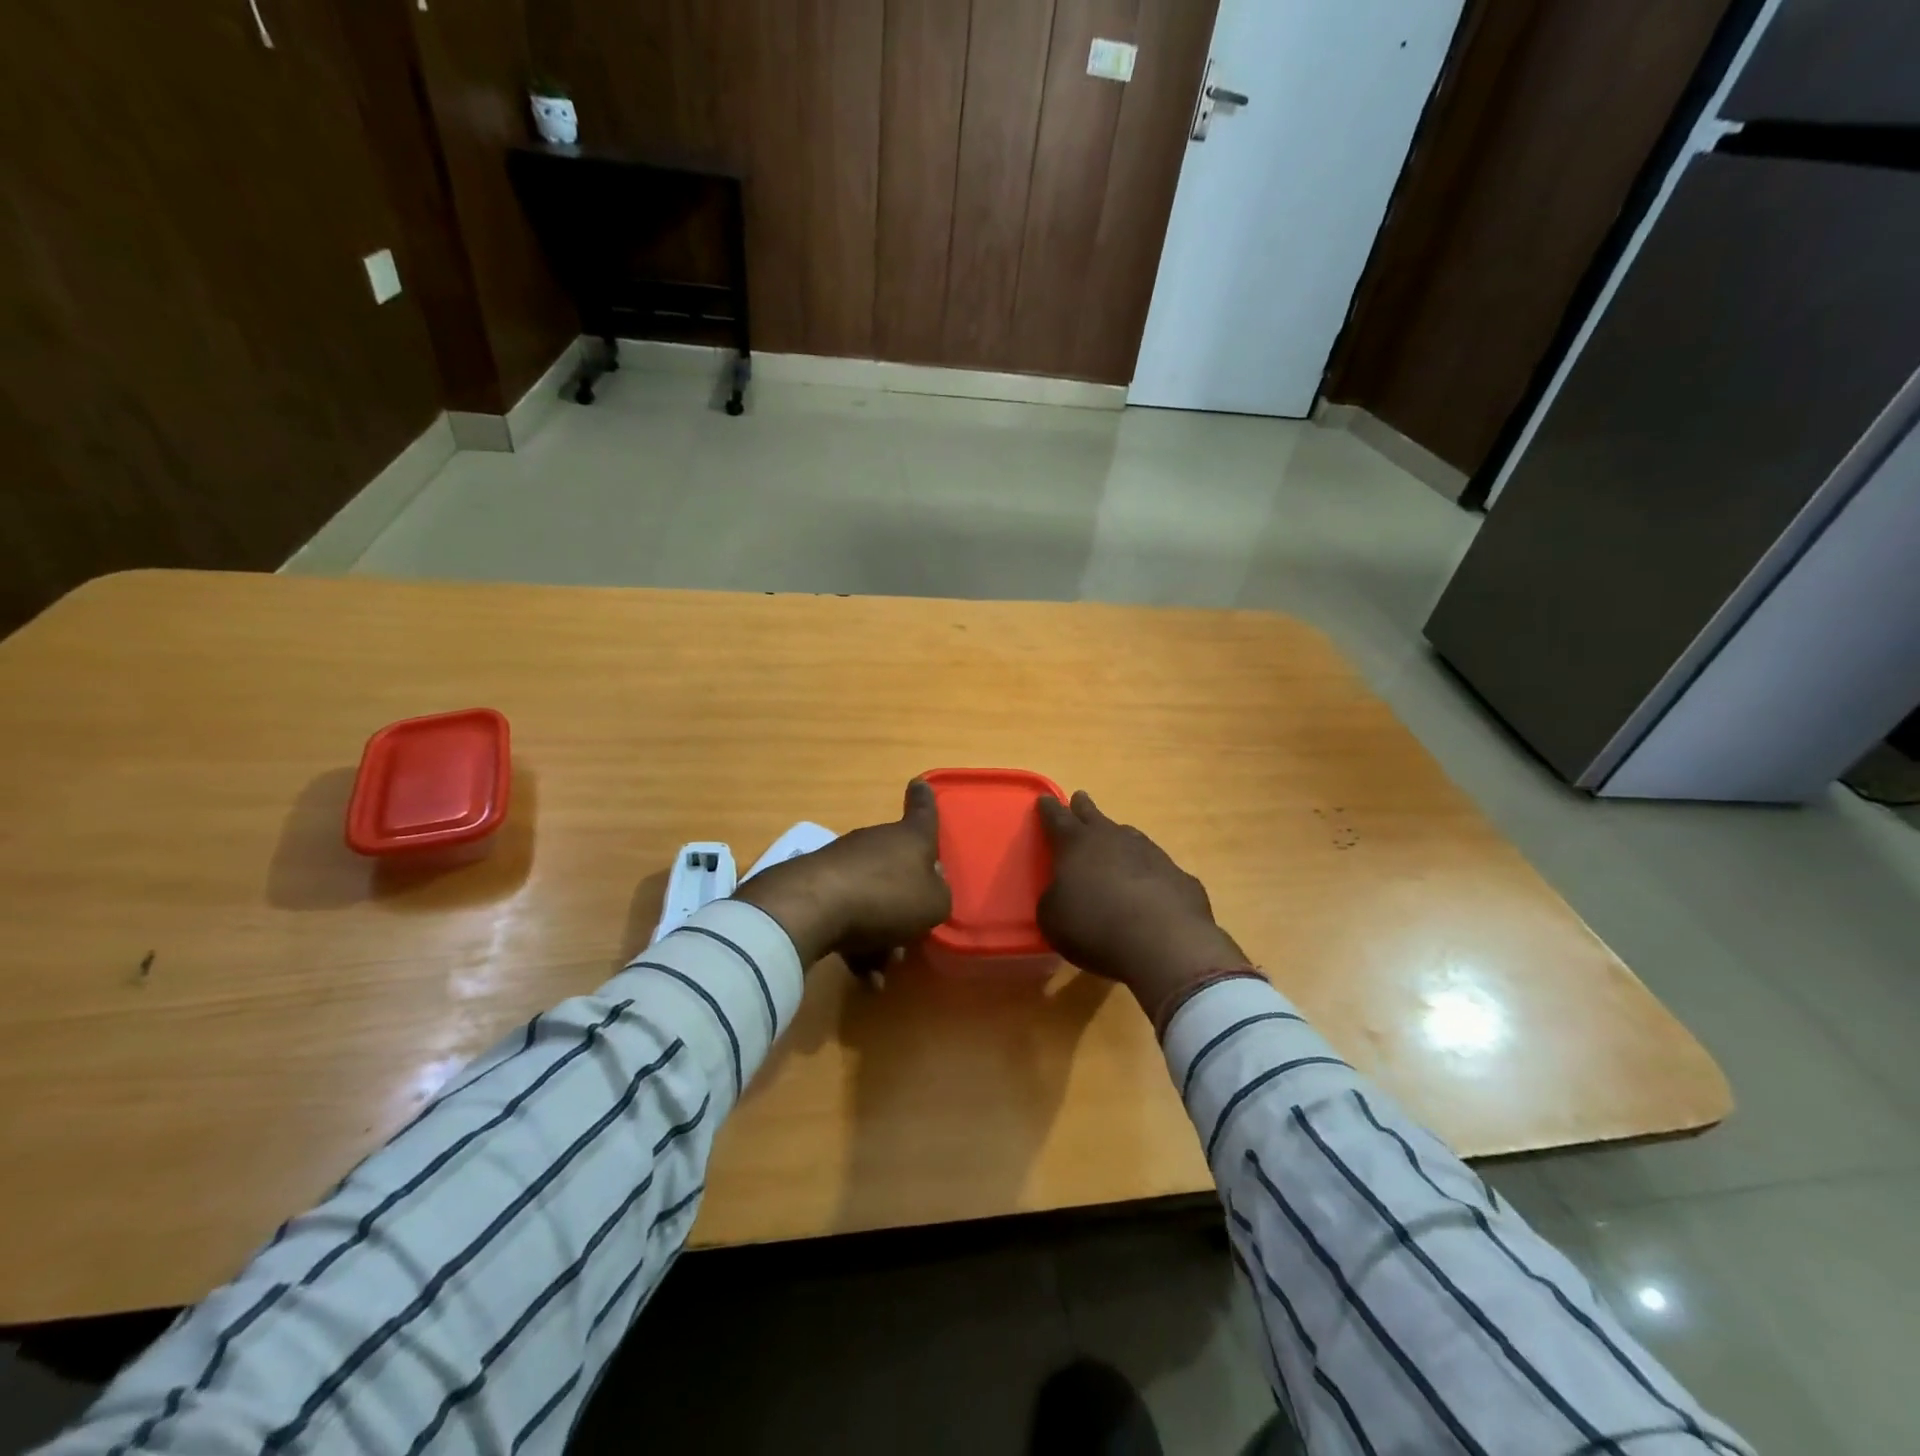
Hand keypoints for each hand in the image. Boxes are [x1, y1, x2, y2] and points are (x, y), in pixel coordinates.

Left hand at [732, 780, 950, 972]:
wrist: (814, 907)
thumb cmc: (887, 897)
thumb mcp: (934, 904)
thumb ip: (939, 896)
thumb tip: (929, 889)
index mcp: (909, 838)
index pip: (923, 812)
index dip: (925, 800)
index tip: (920, 784)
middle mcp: (876, 843)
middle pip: (898, 867)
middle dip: (906, 902)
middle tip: (912, 934)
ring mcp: (844, 863)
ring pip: (873, 898)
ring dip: (883, 933)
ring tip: (884, 967)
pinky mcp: (817, 886)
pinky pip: (848, 915)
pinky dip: (858, 945)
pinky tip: (864, 978)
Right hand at [1037, 792, 1248, 1014]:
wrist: (1163, 943)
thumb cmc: (1095, 926)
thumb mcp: (1052, 918)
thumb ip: (1053, 900)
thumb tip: (1061, 895)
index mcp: (1077, 844)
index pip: (1058, 818)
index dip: (1049, 809)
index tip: (1045, 800)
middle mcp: (1114, 839)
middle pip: (1095, 816)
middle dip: (1084, 808)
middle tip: (1080, 798)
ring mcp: (1151, 854)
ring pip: (1130, 837)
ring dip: (1119, 839)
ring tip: (1115, 844)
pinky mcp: (1180, 876)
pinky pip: (1157, 869)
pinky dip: (1149, 875)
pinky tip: (1149, 890)